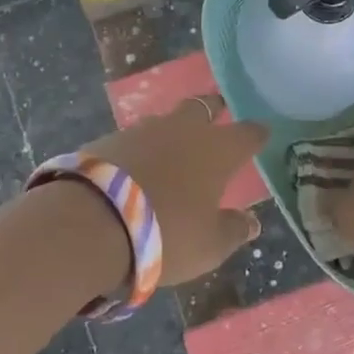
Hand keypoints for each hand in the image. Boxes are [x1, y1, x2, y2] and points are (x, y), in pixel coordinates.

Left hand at [80, 95, 268, 285]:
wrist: (91, 222)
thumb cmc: (166, 233)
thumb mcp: (209, 246)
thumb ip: (233, 230)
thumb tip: (251, 222)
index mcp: (217, 150)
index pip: (247, 133)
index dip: (256, 134)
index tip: (261, 134)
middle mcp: (183, 130)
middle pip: (203, 107)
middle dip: (213, 110)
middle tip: (218, 115)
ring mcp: (142, 130)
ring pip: (165, 120)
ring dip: (172, 130)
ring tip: (172, 147)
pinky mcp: (108, 140)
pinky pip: (133, 139)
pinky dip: (140, 149)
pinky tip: (136, 166)